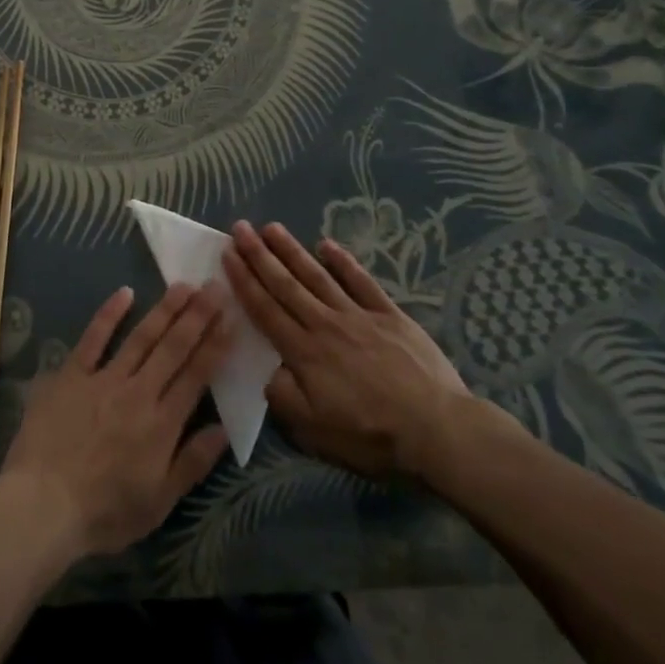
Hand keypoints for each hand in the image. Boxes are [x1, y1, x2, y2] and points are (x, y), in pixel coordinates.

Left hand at [1, 282, 233, 558]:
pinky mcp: (72, 374)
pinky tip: (125, 292)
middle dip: (197, 315)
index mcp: (162, 424)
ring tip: (184, 285)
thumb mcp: (158, 502)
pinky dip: (109, 314)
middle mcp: (138, 392)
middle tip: (214, 286)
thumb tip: (225, 429)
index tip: (231, 316)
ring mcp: (104, 379)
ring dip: (165, 309)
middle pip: (174, 347)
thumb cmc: (104, 512)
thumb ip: (193, 462)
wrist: (42, 505)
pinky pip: (93, 338)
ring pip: (141, 337)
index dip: (216, 344)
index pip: (196, 375)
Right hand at [223, 221, 478, 482]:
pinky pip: (362, 282)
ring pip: (317, 276)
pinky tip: (328, 245)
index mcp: (304, 352)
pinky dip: (344, 262)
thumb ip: (284, 398)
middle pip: (286, 285)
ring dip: (292, 251)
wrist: (438, 430)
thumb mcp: (315, 432)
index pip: (265, 310)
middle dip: (259, 255)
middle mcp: (325, 324)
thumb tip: (265, 371)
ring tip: (271, 227)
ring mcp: (359, 316)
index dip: (244, 281)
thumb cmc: (372, 436)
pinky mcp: (390, 315)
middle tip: (240, 228)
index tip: (226, 254)